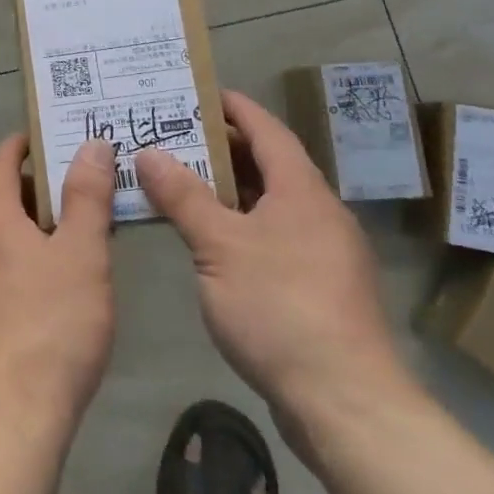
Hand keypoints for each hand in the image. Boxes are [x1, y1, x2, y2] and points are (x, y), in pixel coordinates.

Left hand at [0, 135, 115, 439]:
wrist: (10, 415)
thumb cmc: (53, 325)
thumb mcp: (83, 254)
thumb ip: (87, 197)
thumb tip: (90, 144)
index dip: (20, 146)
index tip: (45, 139)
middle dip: (11, 181)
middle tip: (53, 188)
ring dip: (7, 220)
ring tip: (52, 234)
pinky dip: (3, 253)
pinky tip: (36, 282)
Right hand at [135, 90, 415, 455]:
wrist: (345, 401)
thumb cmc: (280, 307)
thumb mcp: (219, 246)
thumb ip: (183, 196)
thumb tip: (148, 152)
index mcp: (301, 191)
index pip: (267, 130)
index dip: (235, 108)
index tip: (199, 92)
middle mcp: (318, 213)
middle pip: (268, 165)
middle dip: (222, 148)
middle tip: (173, 137)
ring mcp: (323, 252)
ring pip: (269, 203)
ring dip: (228, 189)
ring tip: (181, 182)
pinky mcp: (319, 288)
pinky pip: (273, 236)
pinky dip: (240, 224)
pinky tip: (209, 240)